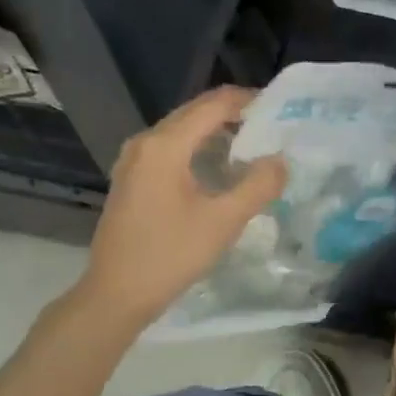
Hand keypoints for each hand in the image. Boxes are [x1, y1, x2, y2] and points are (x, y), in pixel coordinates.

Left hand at [79, 87, 287, 326]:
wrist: (116, 295)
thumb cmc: (170, 256)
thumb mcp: (223, 222)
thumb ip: (258, 186)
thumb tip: (280, 160)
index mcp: (165, 145)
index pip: (214, 104)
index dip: (248, 100)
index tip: (280, 110)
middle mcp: (145, 142)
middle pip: (196, 111)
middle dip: (234, 114)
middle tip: (272, 127)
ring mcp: (134, 160)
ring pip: (182, 130)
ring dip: (217, 131)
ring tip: (253, 146)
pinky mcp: (132, 178)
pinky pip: (171, 148)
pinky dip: (198, 148)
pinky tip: (219, 168)